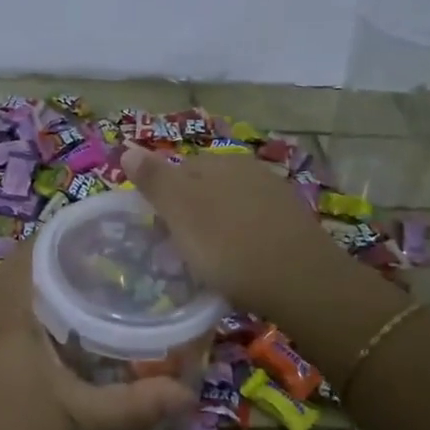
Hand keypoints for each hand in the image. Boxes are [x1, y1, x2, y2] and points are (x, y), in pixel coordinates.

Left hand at [0, 248, 196, 429]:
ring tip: (89, 302)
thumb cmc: (8, 429)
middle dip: (65, 263)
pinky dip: (30, 318)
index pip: (37, 245)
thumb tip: (188, 394)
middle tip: (109, 270)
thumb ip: (132, 406)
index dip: (69, 233)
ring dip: (46, 292)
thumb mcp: (77, 419)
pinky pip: (4, 319)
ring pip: (14, 294)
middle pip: (28, 267)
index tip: (106, 238)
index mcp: (12, 306)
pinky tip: (54, 344)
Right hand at [121, 143, 349, 319]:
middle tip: (178, 249)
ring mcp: (275, 195)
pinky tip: (241, 264)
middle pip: (205, 186)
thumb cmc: (229, 246)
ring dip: (216, 227)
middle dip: (190, 212)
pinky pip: (254, 225)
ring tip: (208, 261)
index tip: (156, 231)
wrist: (302, 282)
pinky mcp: (294, 223)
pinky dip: (242, 240)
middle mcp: (248, 169)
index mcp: (218, 162)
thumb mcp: (180, 211)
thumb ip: (154, 179)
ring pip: (231, 206)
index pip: (177, 169)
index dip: (162, 199)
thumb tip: (127, 147)